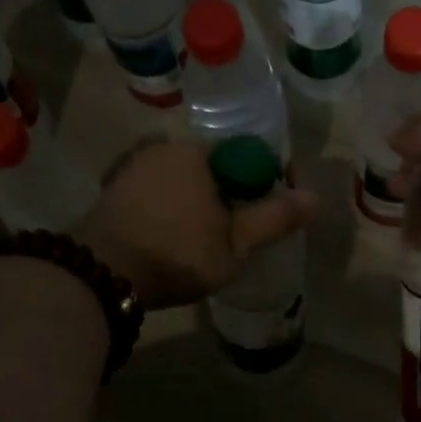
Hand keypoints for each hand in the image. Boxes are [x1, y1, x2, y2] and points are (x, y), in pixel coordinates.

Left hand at [75, 138, 317, 308]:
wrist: (105, 274)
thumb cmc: (179, 254)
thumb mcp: (236, 244)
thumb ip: (274, 218)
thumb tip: (315, 198)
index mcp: (196, 152)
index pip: (243, 155)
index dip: (262, 182)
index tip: (268, 213)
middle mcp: (162, 147)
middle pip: (210, 168)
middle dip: (228, 194)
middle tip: (237, 233)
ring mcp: (132, 167)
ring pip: (181, 181)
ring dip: (197, 203)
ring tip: (205, 239)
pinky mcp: (113, 191)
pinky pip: (156, 194)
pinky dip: (170, 209)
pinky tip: (173, 237)